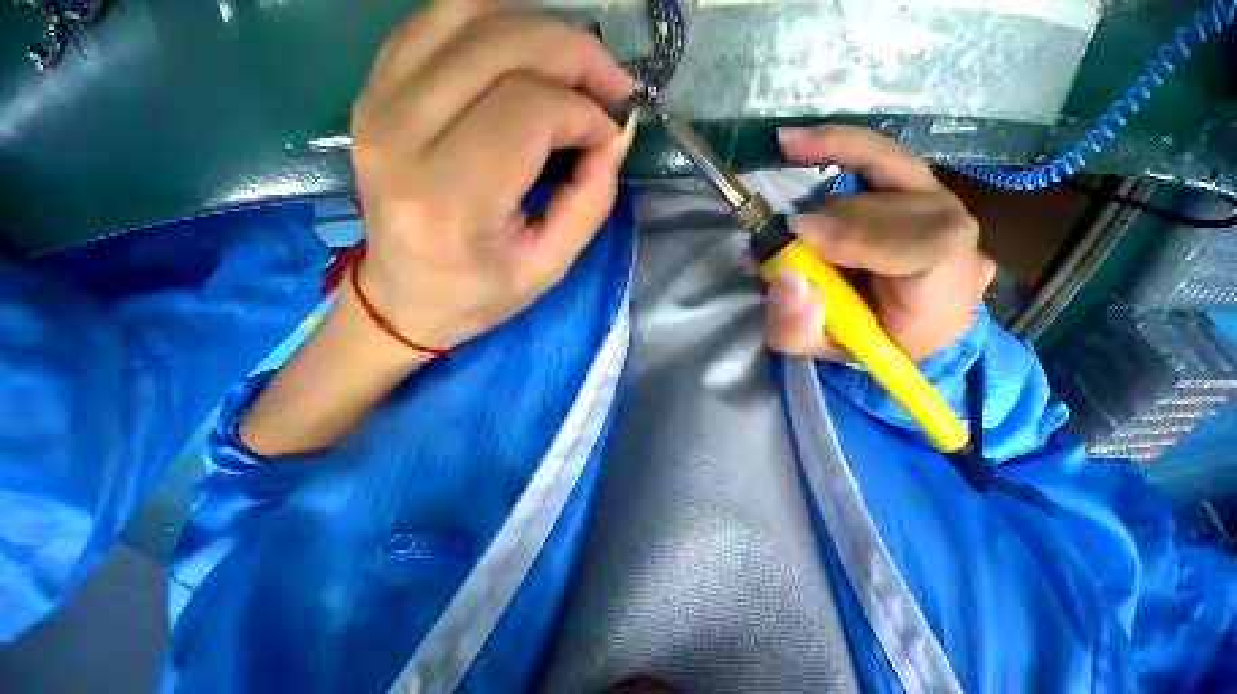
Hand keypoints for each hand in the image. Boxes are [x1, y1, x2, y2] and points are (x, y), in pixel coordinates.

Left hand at [350, 0, 635, 350]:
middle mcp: (401, 136)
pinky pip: (435, 20)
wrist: (405, 296)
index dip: (582, 113)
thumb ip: (590, 202)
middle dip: (573, 53)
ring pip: (467, 14)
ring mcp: (376, 103)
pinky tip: (525, 56)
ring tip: (575, 68)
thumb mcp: (549, 266)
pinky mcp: (372, 91)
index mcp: (449, 199)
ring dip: (538, 28)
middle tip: (611, 83)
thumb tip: (616, 136)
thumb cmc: (480, 293)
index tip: (609, 136)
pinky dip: (493, 22)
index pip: (526, 113)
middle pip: (498, 47)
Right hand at [764, 126, 995, 361]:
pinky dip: (835, 145)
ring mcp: (942, 204)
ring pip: (877, 183)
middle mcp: (958, 239)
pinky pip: (878, 154)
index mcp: (946, 294)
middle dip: (827, 228)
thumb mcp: (820, 353)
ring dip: (822, 208)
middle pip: (894, 209)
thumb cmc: (863, 342)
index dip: (864, 236)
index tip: (800, 237)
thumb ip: (800, 328)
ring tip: (787, 234)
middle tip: (778, 251)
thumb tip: (786, 278)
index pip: (928, 248)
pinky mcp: (916, 186)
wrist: (895, 323)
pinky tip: (794, 144)